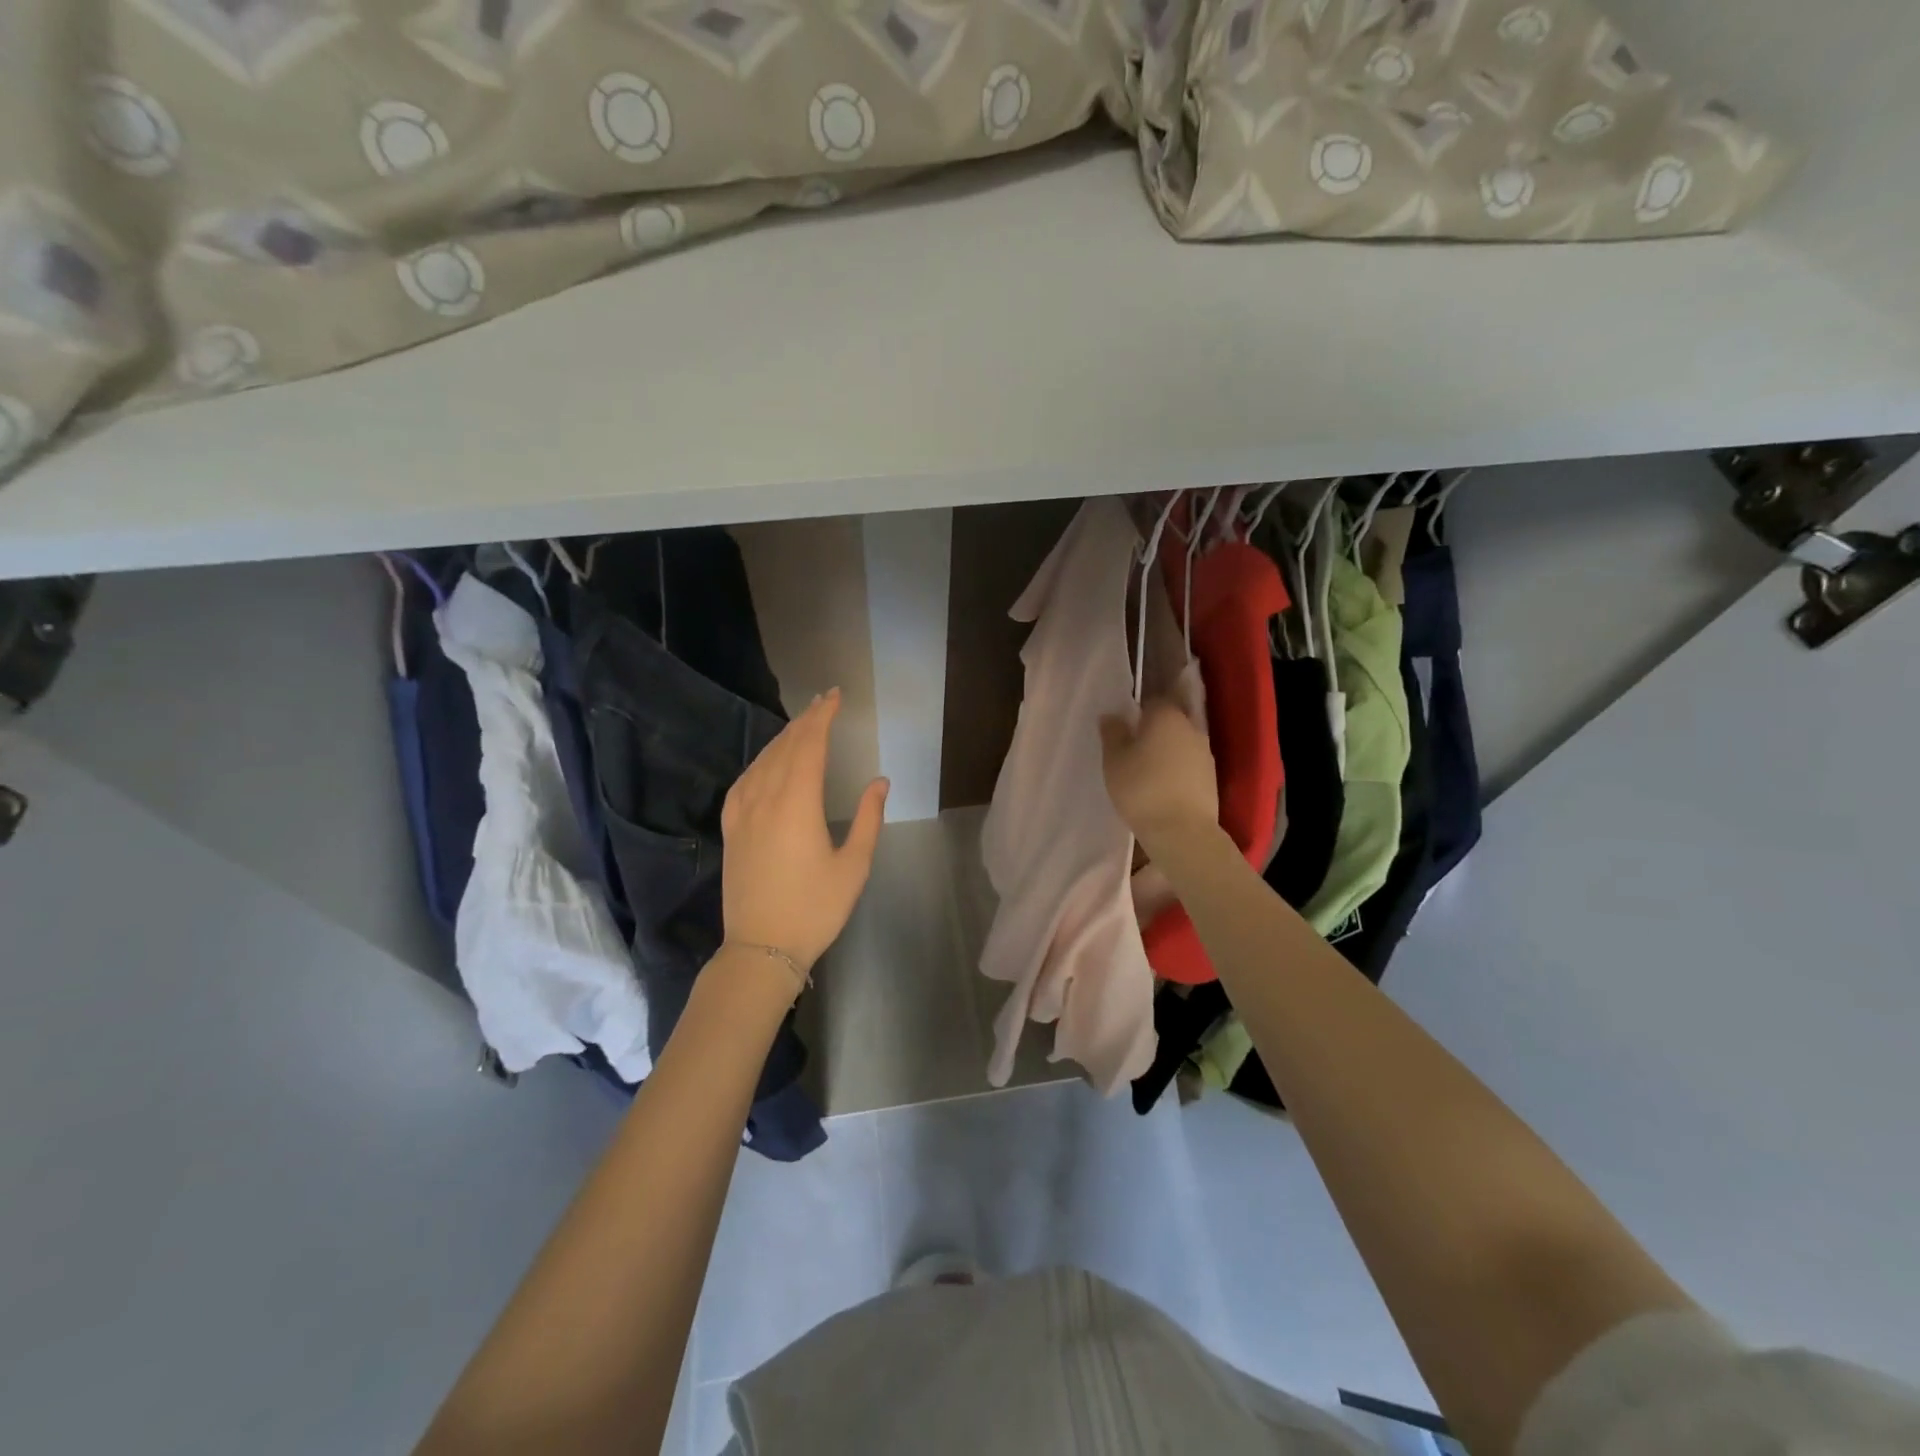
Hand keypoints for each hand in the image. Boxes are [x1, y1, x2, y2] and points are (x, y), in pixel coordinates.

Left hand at [721, 688, 887, 976]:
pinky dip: (759, 762)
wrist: (761, 948)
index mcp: (797, 803)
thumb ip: (868, 818)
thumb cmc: (815, 908)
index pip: (810, 744)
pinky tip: (766, 762)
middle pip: (785, 746)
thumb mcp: (854, 866)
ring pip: (762, 760)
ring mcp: (742, 813)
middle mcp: (765, 798)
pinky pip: (743, 782)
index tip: (836, 696)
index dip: (823, 716)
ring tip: (802, 725)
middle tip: (824, 701)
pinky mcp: (730, 829)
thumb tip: (879, 781)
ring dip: (783, 738)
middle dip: (806, 720)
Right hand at [1099, 698, 1220, 848]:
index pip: (1152, 701)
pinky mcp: (1212, 778)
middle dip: (1154, 731)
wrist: (1182, 831)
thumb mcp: (1114, 761)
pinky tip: (1164, 786)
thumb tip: (1111, 715)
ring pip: (1181, 743)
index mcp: (1166, 716)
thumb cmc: (1141, 788)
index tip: (1125, 729)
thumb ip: (1113, 734)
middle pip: (1170, 721)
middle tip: (1133, 750)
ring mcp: (1206, 753)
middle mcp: (1191, 727)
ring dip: (1167, 751)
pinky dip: (1178, 770)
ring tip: (1148, 771)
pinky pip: (1190, 764)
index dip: (1138, 712)